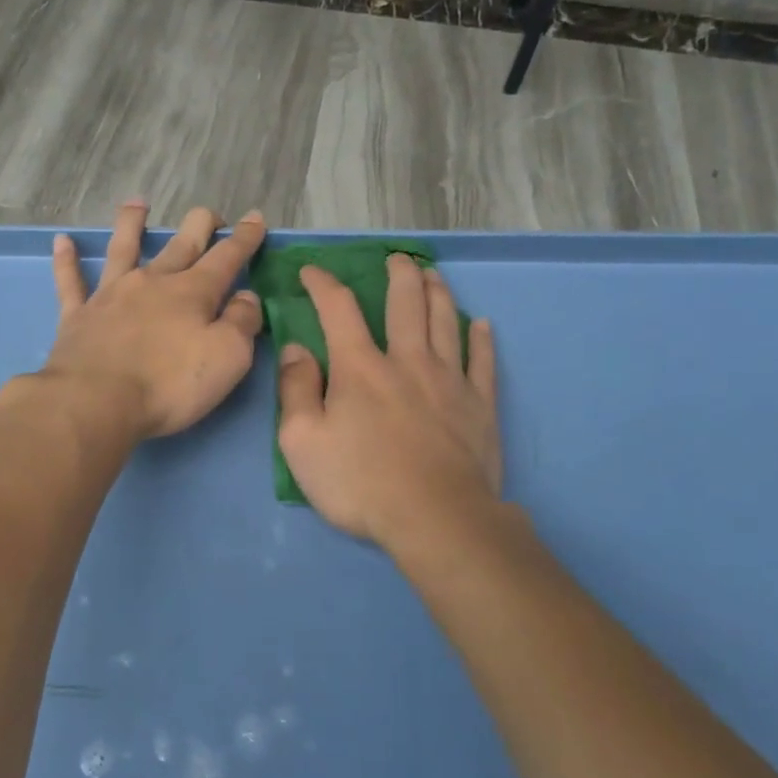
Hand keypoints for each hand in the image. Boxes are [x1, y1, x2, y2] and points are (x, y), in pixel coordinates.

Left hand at [44, 201, 267, 439]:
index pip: (226, 257)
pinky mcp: (78, 316)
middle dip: (200, 226)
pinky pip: (71, 282)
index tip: (255, 218)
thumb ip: (242, 323)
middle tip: (210, 216)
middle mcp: (152, 282)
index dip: (244, 238)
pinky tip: (63, 242)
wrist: (97, 401)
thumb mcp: (228, 357)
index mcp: (192, 292)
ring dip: (131, 224)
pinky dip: (67, 261)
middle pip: (180, 245)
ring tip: (137, 204)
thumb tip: (246, 297)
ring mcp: (111, 296)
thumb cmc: (170, 384)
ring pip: (123, 249)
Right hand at [277, 254, 500, 544]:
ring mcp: (449, 381)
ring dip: (438, 293)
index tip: (312, 271)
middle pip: (406, 304)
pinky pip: (483, 362)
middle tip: (397, 259)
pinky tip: (481, 325)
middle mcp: (407, 361)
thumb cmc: (359, 483)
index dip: (323, 284)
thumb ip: (295, 390)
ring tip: (433, 275)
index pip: (338, 310)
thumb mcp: (301, 442)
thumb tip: (296, 349)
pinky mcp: (480, 406)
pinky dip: (481, 339)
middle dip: (399, 275)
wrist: (435, 518)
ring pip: (446, 323)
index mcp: (360, 368)